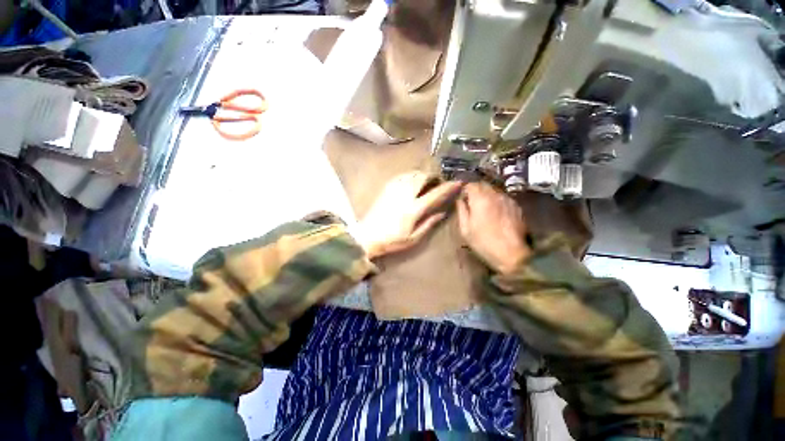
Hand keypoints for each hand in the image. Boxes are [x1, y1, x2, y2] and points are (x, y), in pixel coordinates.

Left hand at [355, 171, 462, 258]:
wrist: (367, 236)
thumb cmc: (392, 240)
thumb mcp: (413, 238)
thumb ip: (429, 224)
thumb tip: (442, 213)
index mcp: (413, 209)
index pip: (434, 194)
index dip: (447, 187)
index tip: (457, 182)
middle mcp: (405, 195)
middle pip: (423, 177)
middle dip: (434, 177)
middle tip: (438, 182)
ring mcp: (394, 190)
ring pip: (412, 174)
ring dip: (422, 175)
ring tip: (427, 181)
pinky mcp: (386, 189)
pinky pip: (401, 175)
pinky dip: (411, 175)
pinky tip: (412, 180)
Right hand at [457, 182, 529, 274]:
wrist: (511, 253)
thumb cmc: (483, 242)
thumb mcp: (465, 229)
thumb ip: (461, 210)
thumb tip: (460, 200)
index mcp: (480, 199)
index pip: (471, 184)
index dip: (465, 189)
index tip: (462, 198)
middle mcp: (495, 195)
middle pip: (483, 185)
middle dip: (476, 190)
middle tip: (471, 202)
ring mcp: (508, 200)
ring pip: (494, 191)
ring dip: (487, 195)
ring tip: (484, 208)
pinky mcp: (516, 206)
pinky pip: (503, 198)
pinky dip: (497, 201)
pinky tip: (496, 213)